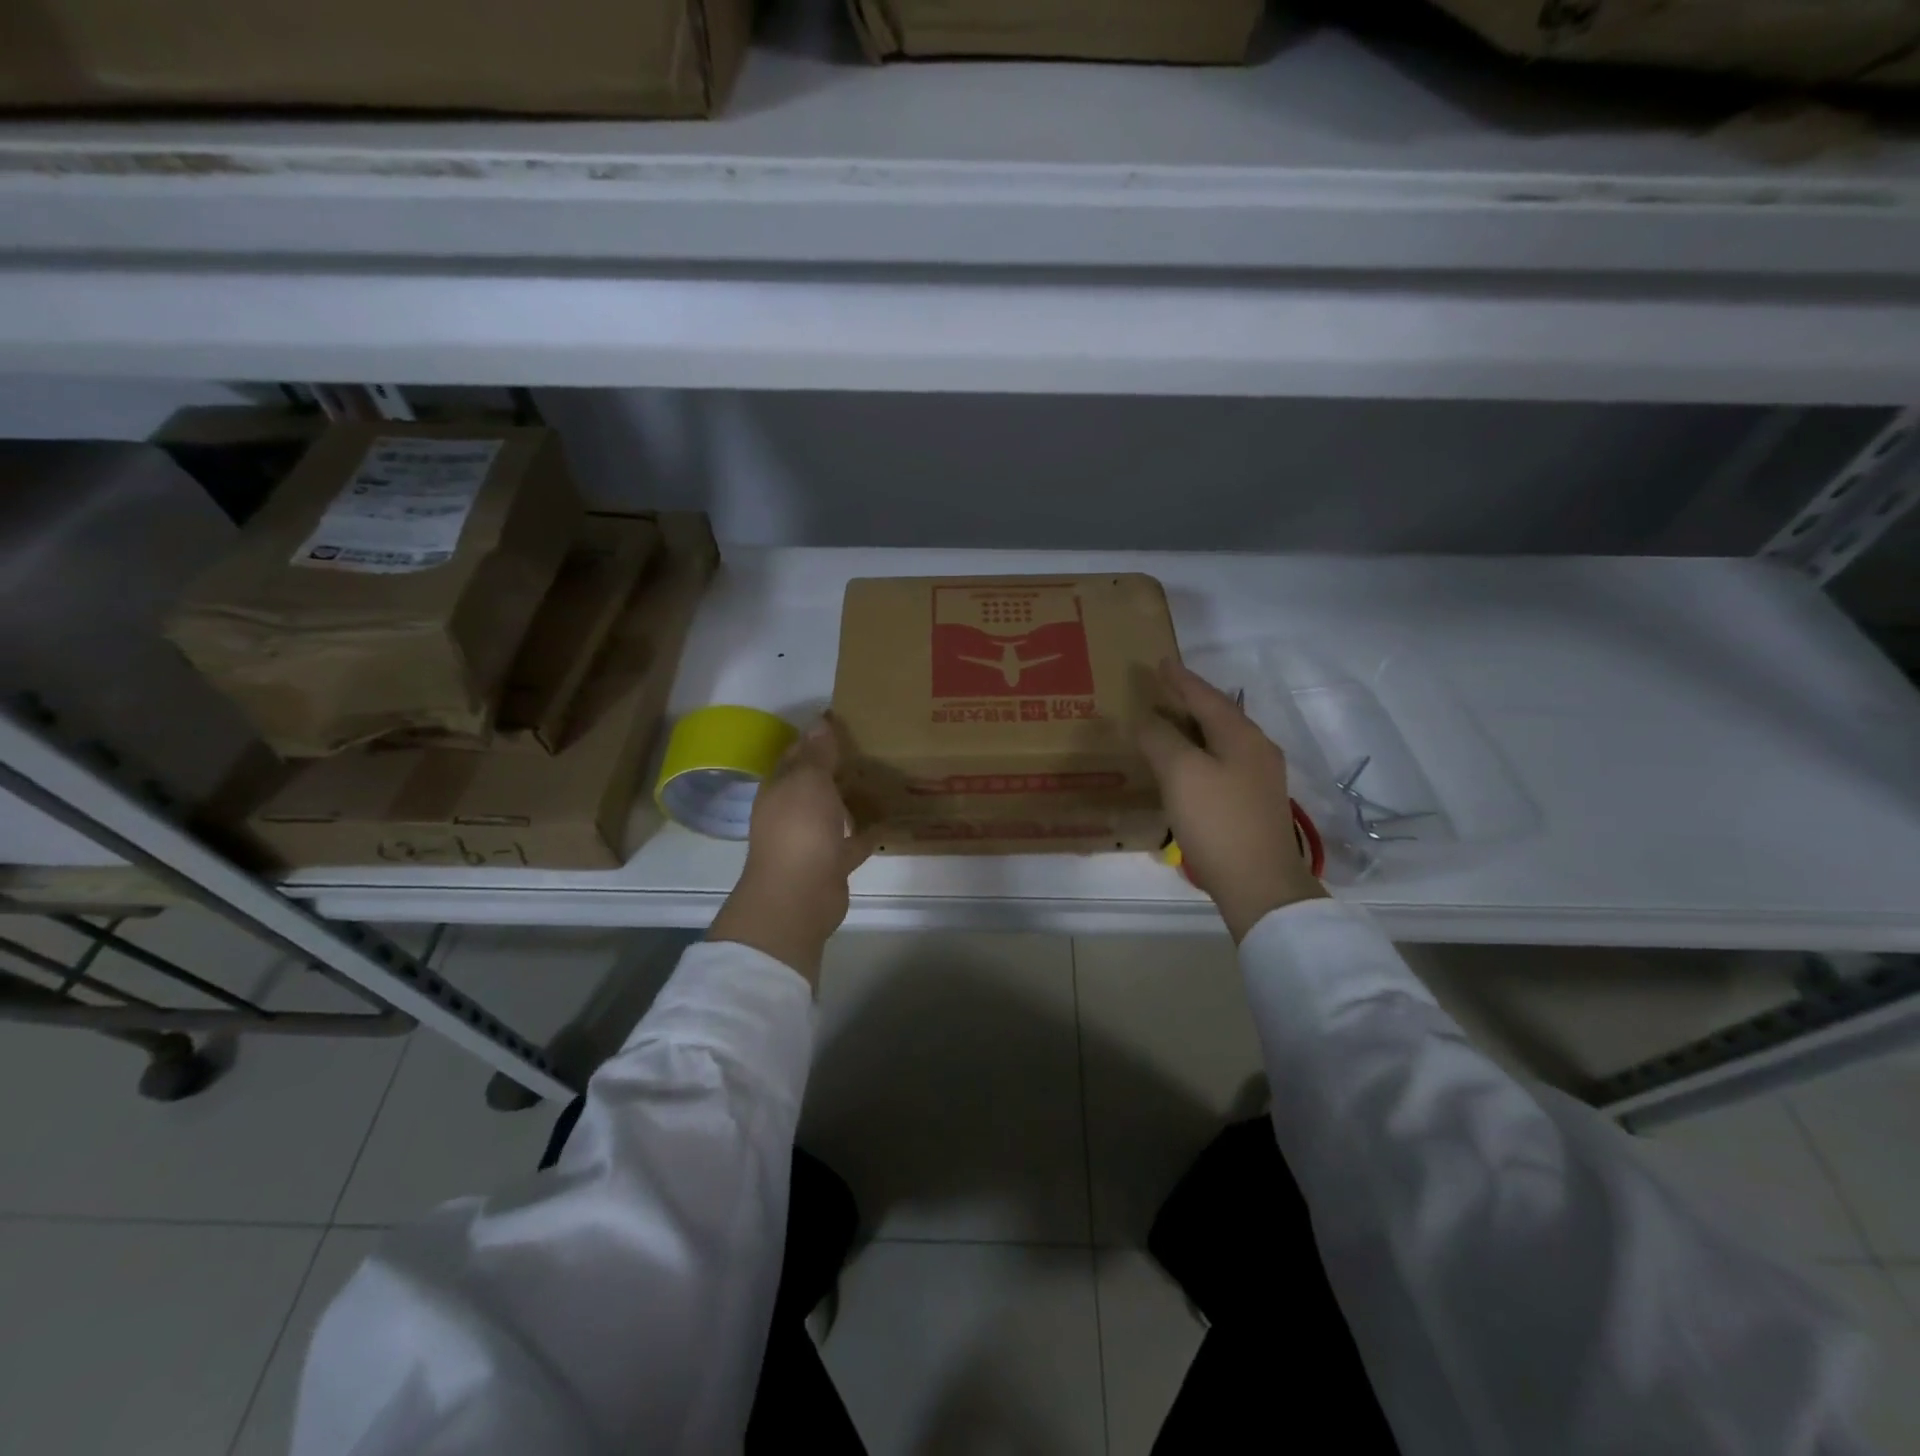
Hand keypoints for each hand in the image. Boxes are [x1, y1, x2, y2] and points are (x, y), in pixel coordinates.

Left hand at [707, 717, 875, 987]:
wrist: (799, 895)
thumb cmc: (800, 829)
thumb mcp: (808, 781)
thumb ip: (817, 754)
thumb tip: (819, 721)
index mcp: (780, 788)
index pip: (797, 754)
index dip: (818, 738)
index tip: (847, 722)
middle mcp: (791, 811)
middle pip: (816, 783)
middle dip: (838, 767)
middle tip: (874, 747)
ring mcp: (811, 839)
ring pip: (834, 812)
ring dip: (852, 798)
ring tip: (884, 778)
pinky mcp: (832, 862)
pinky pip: (853, 841)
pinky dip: (868, 831)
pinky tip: (892, 818)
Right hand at [1138, 659, 1327, 942]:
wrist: (1259, 884)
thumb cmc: (1218, 821)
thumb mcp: (1181, 773)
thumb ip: (1160, 739)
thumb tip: (1145, 719)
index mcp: (1241, 736)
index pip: (1206, 697)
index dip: (1181, 679)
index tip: (1161, 662)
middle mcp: (1256, 750)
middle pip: (1218, 715)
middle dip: (1190, 700)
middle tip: (1162, 689)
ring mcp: (1259, 779)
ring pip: (1221, 740)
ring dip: (1194, 727)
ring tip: (1168, 722)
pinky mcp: (1253, 804)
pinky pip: (1222, 763)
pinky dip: (1199, 753)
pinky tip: (1185, 765)